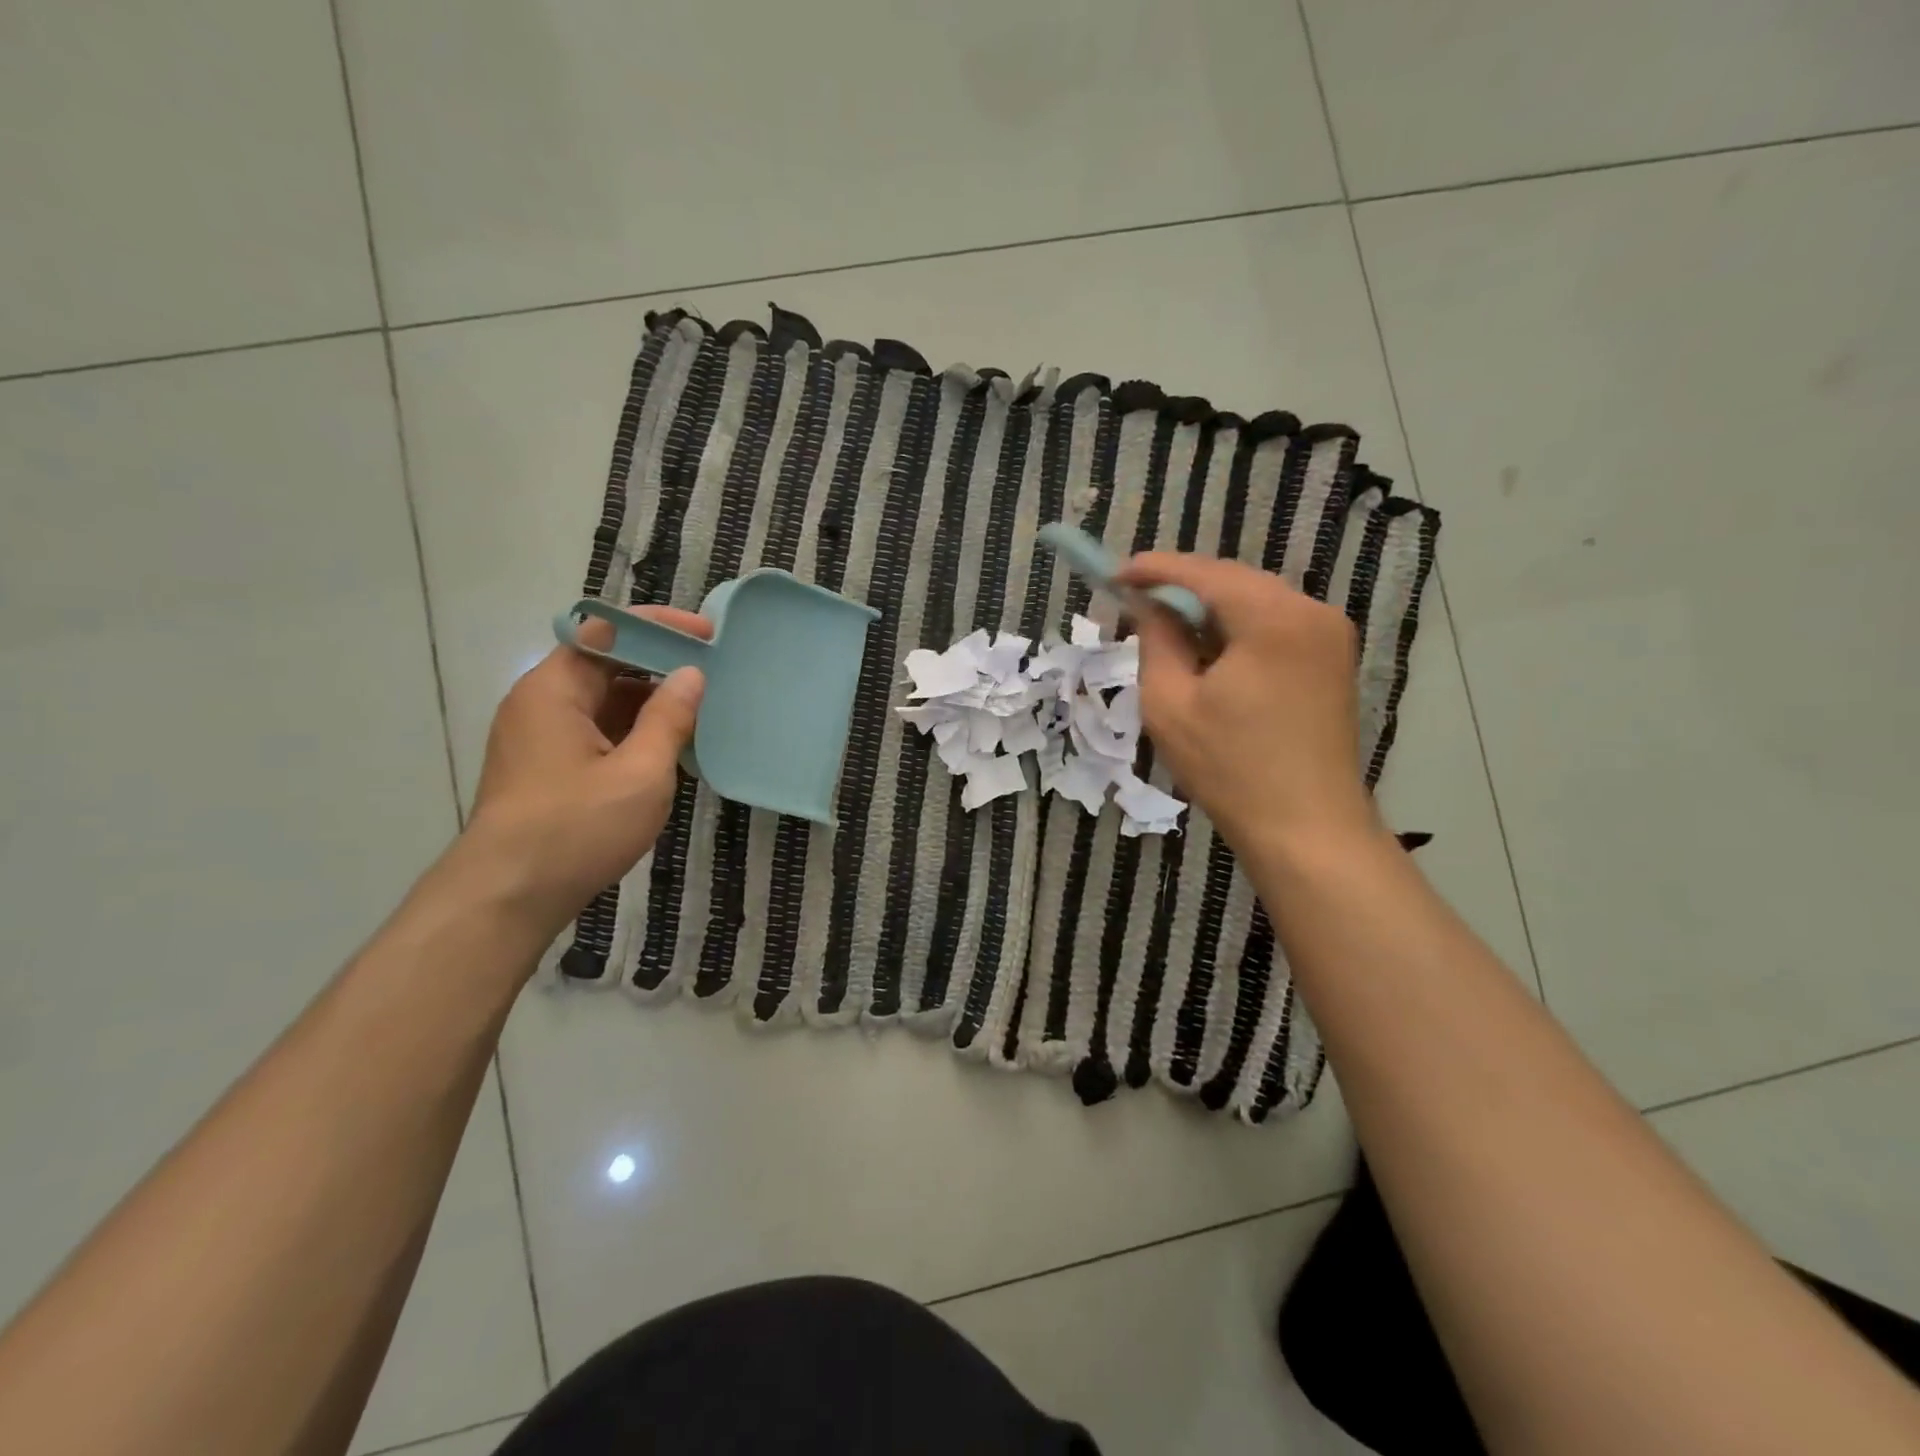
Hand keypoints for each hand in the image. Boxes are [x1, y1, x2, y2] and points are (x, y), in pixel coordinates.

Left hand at [458, 607, 707, 936]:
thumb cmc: (576, 829)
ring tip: (703, 708)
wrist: (506, 899)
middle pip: (604, 662)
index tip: (708, 635)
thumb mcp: (639, 773)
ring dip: (650, 700)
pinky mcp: (547, 767)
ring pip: (603, 700)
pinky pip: (597, 730)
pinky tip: (671, 747)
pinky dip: (634, 730)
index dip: (660, 626)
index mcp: (554, 690)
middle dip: (660, 663)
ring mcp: (540, 737)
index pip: (608, 631)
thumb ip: (669, 719)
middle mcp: (541, 703)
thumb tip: (692, 675)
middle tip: (714, 671)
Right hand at [1120, 553, 1375, 857]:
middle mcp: (1310, 611)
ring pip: (1256, 601)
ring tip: (1168, 629)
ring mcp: (1330, 635)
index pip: (1203, 573)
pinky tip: (1211, 651)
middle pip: (1233, 581)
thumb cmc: (1230, 769)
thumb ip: (1156, 641)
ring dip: (1210, 609)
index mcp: (1272, 618)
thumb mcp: (1170, 704)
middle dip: (1182, 588)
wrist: (1307, 829)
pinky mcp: (1333, 660)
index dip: (1154, 569)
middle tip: (1136, 603)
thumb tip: (1148, 606)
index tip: (1114, 573)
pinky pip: (1276, 625)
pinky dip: (1238, 629)